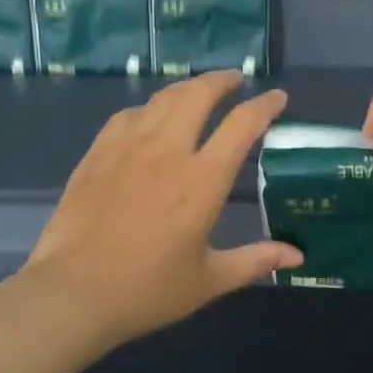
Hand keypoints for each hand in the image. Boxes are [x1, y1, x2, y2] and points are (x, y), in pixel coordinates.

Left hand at [27, 72, 301, 348]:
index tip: (277, 98)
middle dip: (223, 80)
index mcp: (202, 180)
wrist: (74, 292)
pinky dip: (149, 109)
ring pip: (163, 98)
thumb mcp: (209, 280)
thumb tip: (297, 256)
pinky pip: (129, 115)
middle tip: (236, 81)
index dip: (265, 105)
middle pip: (199, 94)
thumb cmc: (147, 290)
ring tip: (198, 94)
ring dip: (187, 89)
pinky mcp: (98, 153)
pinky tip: (150, 120)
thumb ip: (255, 261)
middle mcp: (168, 151)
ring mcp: (128, 147)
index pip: (242, 125)